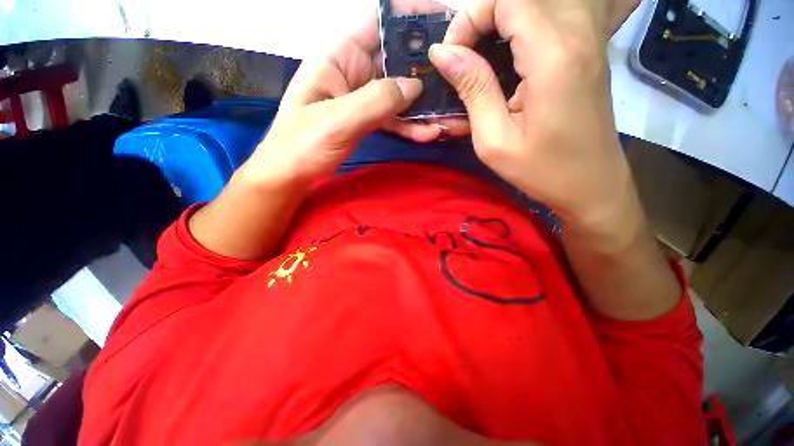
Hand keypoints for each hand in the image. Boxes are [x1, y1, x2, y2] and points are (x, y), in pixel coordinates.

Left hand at [240, 0, 469, 187]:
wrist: (291, 174)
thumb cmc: (303, 144)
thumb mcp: (337, 120)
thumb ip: (375, 101)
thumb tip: (414, 88)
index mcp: (340, 55)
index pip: (380, 21)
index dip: (412, 16)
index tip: (446, 22)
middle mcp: (355, 70)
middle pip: (397, 59)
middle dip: (428, 67)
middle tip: (460, 75)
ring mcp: (363, 98)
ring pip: (400, 92)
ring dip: (424, 104)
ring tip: (451, 113)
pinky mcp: (367, 120)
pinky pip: (394, 118)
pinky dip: (411, 125)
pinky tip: (430, 133)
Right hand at [428, 0, 638, 228]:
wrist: (592, 186)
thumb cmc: (541, 171)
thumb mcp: (494, 140)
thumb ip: (472, 89)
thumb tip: (444, 53)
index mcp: (553, 56)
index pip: (508, 0)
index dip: (470, 18)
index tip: (451, 56)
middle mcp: (577, 35)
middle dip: (481, 19)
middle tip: (461, 59)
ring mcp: (588, 41)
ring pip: (536, 6)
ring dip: (499, 25)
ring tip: (478, 61)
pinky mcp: (588, 53)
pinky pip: (550, 22)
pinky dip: (518, 33)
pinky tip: (504, 63)